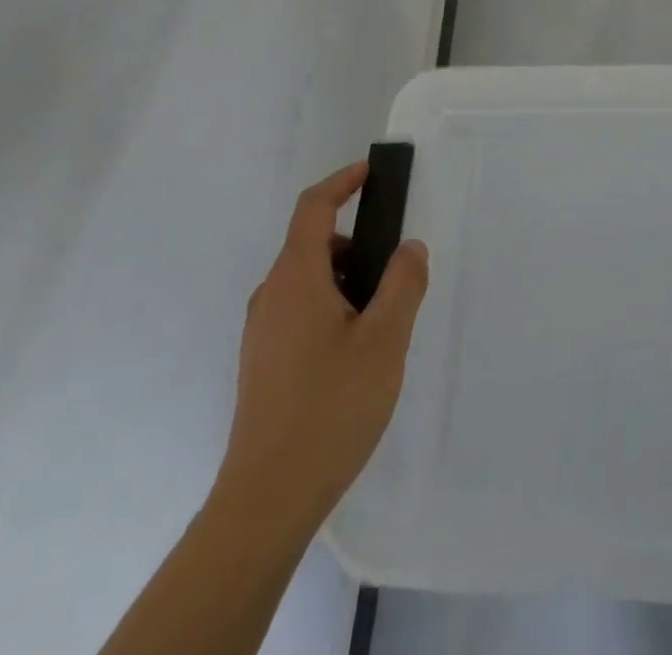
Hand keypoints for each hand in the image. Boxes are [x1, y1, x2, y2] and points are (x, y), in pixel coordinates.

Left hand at [216, 161, 428, 533]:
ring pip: (309, 282)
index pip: (314, 207)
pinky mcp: (262, 362)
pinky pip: (300, 311)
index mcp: (295, 277)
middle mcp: (272, 295)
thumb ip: (403, 284)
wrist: (266, 500)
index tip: (371, 171)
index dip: (342, 181)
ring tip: (383, 324)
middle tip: (397, 274)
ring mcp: (262, 331)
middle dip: (358, 246)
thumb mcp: (384, 341)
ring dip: (347, 282)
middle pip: (314, 245)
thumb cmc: (330, 408)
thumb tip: (409, 247)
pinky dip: (332, 308)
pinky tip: (356, 356)